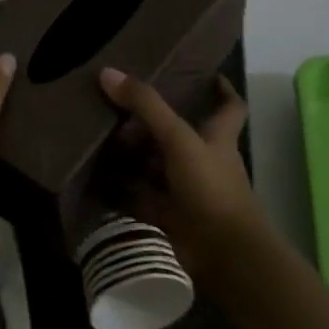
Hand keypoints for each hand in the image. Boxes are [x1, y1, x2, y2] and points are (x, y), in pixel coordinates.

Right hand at [98, 68, 266, 282]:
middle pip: (183, 135)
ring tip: (103, 137)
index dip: (223, 90)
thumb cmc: (211, 188)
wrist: (224, 255)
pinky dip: (123, 191)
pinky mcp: (172, 217)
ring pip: (160, 167)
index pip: (230, 107)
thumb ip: (147, 106)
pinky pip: (143, 198)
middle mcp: (206, 162)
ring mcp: (189, 191)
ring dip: (136, 157)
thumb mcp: (179, 139)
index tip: (208, 74)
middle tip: (124, 105)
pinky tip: (97, 180)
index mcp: (219, 138)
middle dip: (157, 122)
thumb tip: (108, 73)